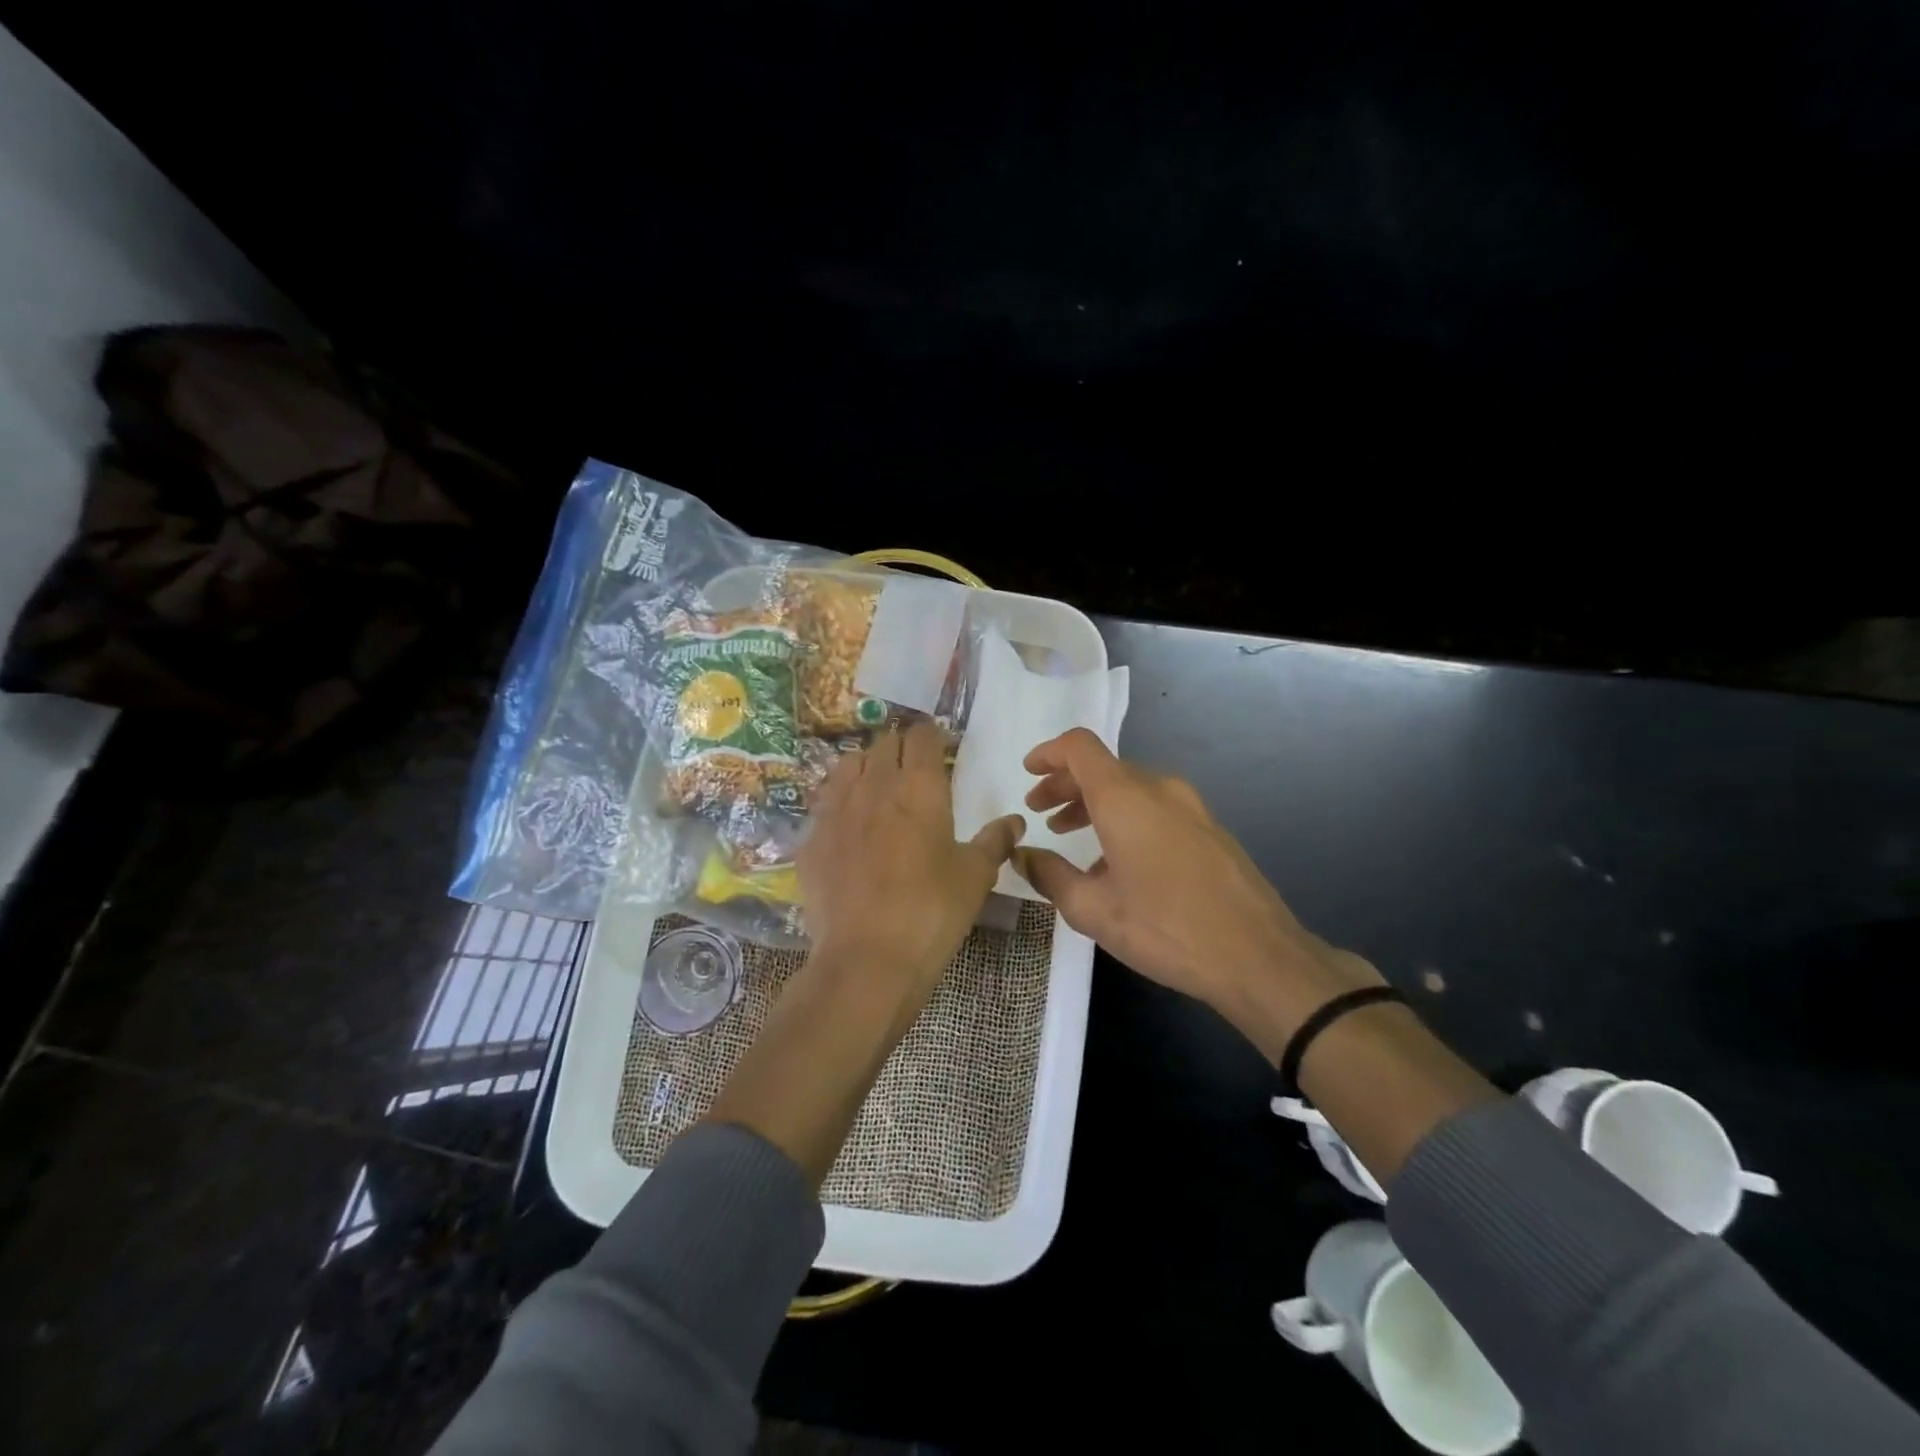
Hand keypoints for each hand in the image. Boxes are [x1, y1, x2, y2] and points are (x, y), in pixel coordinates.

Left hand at [799, 722, 1024, 1001]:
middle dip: (901, 748)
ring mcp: (836, 809)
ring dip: (867, 766)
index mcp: (920, 787)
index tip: (941, 748)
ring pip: (849, 765)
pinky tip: (849, 826)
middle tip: (914, 769)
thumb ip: (995, 841)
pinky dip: (840, 802)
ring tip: (878, 787)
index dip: (932, 736)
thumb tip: (1015, 821)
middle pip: (884, 744)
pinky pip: (825, 803)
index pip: (922, 736)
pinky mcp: (812, 838)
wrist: (867, 958)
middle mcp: (874, 785)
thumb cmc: (932, 911)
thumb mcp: (975, 876)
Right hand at [1015, 728, 1381, 1057]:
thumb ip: (1049, 875)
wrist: (1259, 956)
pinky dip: (1124, 819)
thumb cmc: (1165, 928)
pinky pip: (1155, 808)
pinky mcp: (1210, 829)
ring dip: (1094, 803)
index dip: (1048, 753)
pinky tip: (1115, 863)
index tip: (1027, 773)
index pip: (1079, 747)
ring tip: (1069, 834)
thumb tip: (1022, 855)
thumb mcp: (1092, 910)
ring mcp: (1191, 807)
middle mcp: (1159, 789)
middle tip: (1040, 812)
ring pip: (1131, 789)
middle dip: (1065, 785)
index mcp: (1125, 798)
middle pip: (1103, 768)